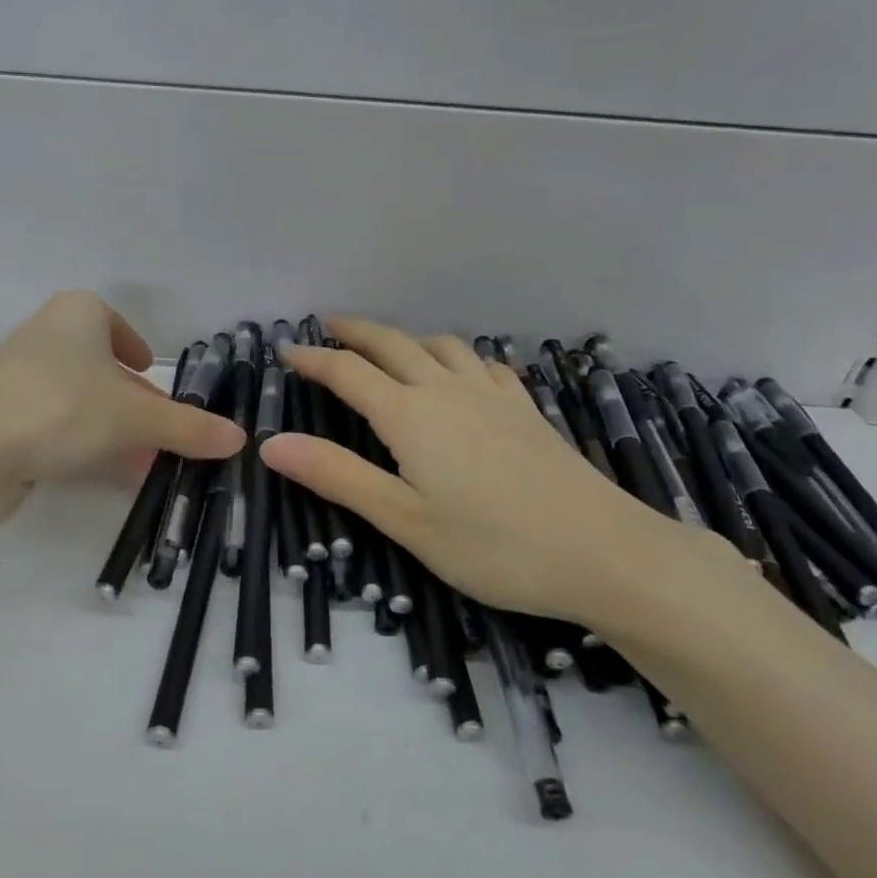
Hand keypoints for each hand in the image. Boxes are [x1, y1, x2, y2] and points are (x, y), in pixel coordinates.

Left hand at [0, 292, 245, 490]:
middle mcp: (45, 334)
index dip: (137, 351)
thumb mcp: (137, 419)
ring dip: (110, 425)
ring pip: (78, 397)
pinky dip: (80, 441)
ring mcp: (18, 375)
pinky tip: (101, 471)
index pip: (116, 324)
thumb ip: (189, 427)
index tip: (152, 378)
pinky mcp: (0, 414)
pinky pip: (54, 422)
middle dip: (132, 400)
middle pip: (101, 367)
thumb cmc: (64, 409)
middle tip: (160, 429)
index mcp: (77, 314)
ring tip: (141, 458)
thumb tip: (239, 438)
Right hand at [261, 318, 726, 624]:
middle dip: (355, 331)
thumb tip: (272, 443)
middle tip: (328, 326)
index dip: (313, 358)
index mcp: (410, 415)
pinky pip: (483, 363)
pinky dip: (457, 356)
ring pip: (440, 345)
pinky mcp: (526, 409)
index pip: (348, 372)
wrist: (604, 551)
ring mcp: (492, 395)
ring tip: (389, 346)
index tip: (285, 350)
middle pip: (392, 343)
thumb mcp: (404, 519)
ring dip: (406, 337)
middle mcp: (447, 391)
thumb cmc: (493, 546)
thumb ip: (337, 476)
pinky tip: (462, 371)